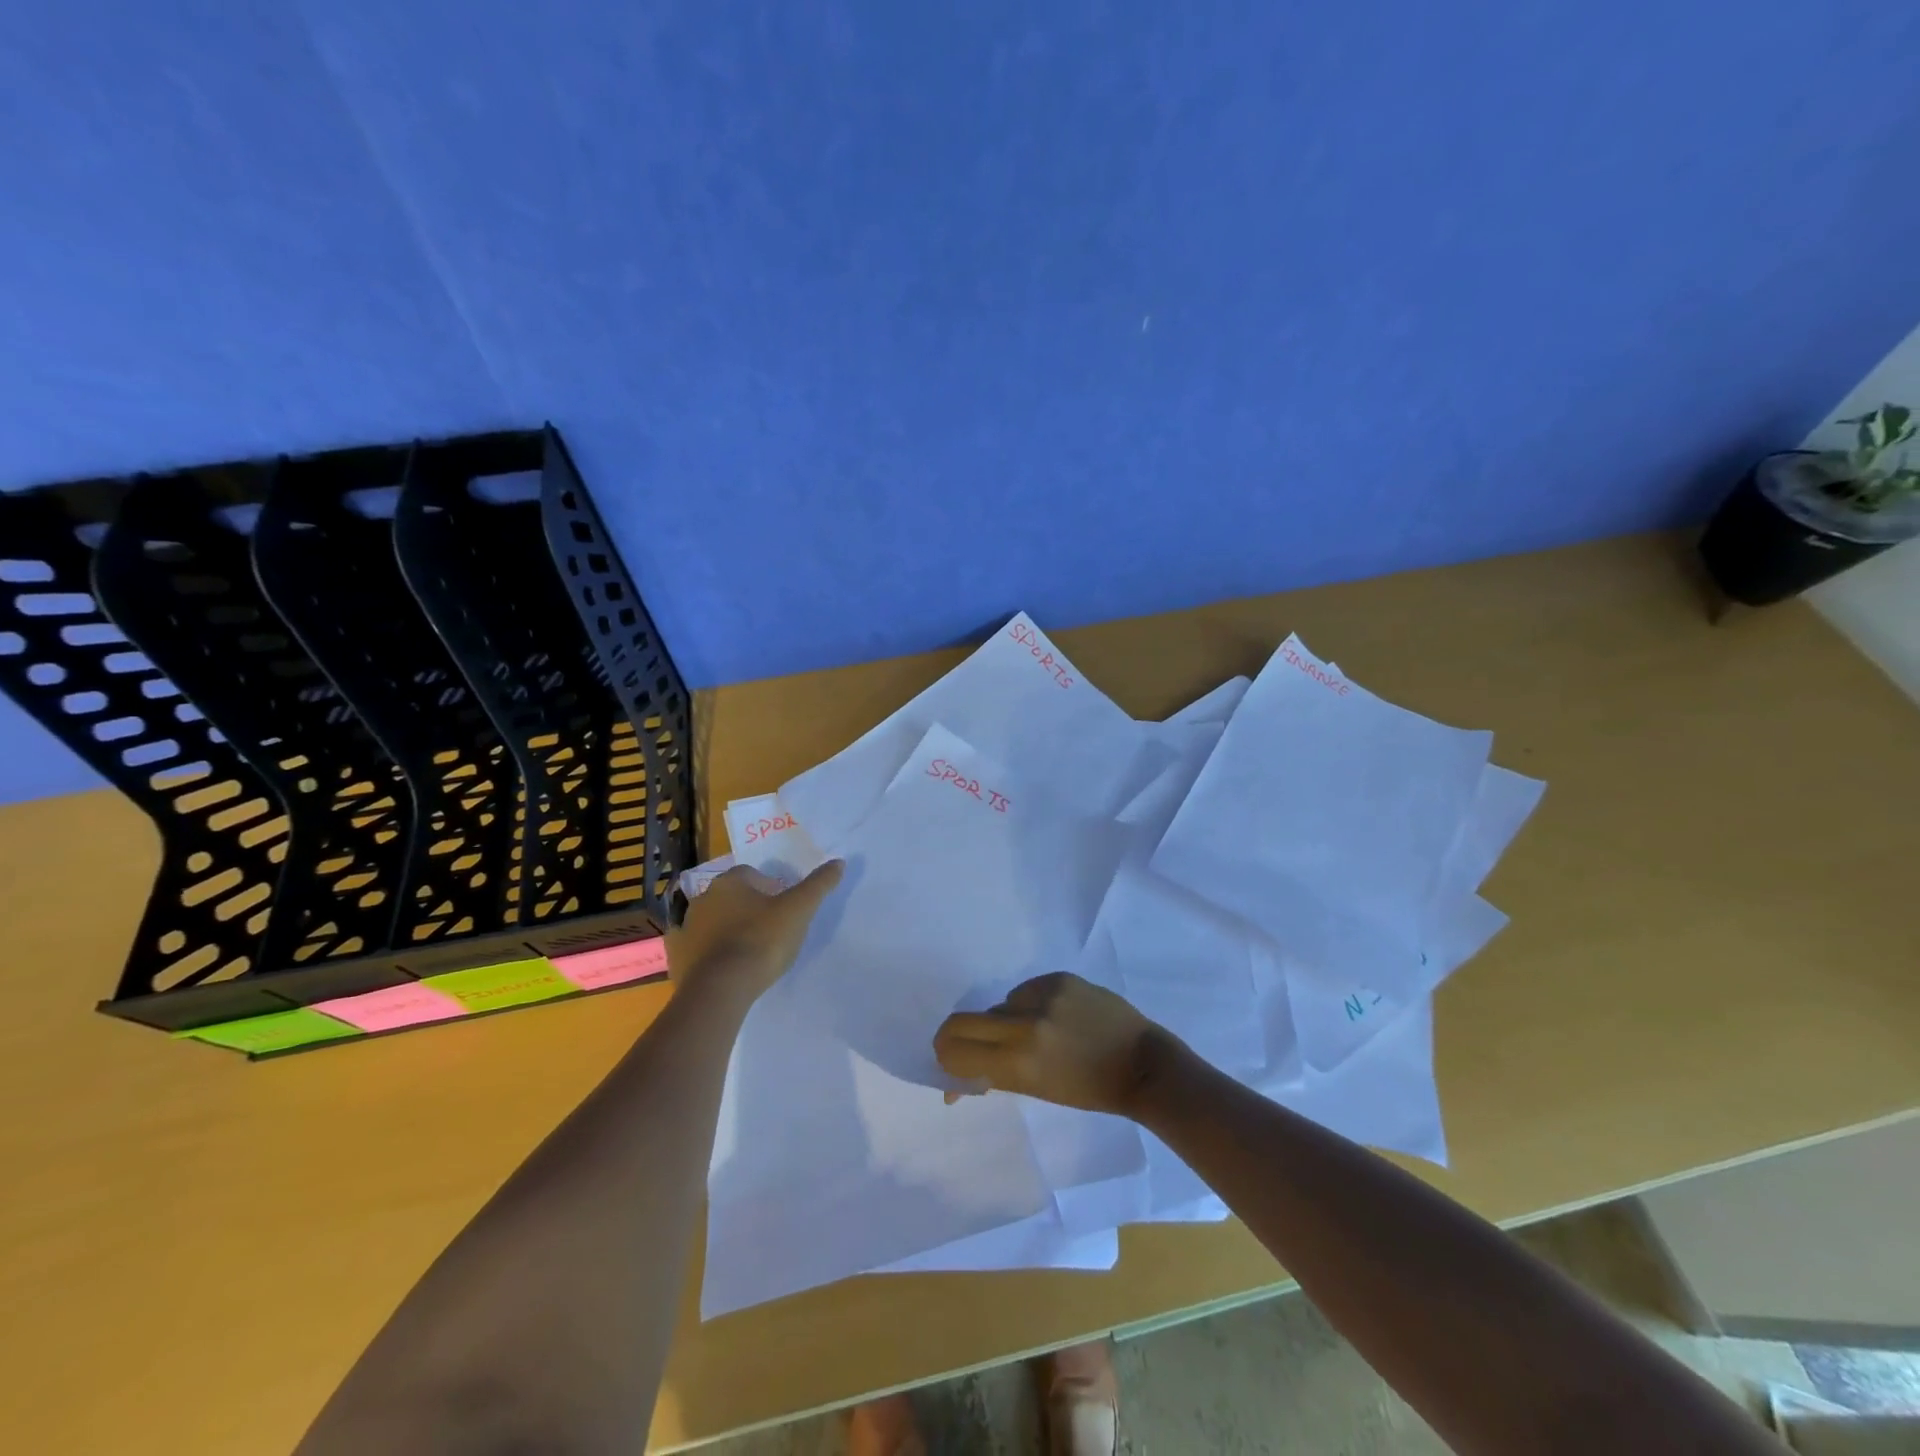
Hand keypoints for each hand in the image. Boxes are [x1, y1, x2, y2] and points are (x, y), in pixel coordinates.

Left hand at [666, 861, 843, 1008]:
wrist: (721, 989)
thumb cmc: (762, 941)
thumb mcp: (799, 910)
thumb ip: (818, 885)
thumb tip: (839, 862)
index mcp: (730, 881)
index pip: (752, 874)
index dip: (770, 888)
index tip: (783, 909)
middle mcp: (703, 898)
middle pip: (731, 896)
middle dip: (747, 907)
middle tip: (769, 930)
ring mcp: (686, 927)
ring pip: (712, 921)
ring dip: (726, 929)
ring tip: (748, 952)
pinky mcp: (677, 956)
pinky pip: (694, 947)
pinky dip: (705, 952)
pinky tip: (721, 967)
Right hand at [932, 972, 1176, 1115]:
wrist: (1142, 1064)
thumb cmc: (1089, 1090)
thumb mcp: (1037, 1090)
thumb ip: (994, 1076)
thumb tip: (953, 1083)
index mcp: (1018, 1062)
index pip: (955, 1048)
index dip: (945, 1055)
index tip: (949, 1060)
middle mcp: (1025, 1024)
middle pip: (964, 1020)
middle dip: (958, 1035)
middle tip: (966, 1045)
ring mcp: (1044, 995)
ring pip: (1001, 1004)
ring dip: (1006, 1020)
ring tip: (1038, 1033)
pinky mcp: (1060, 977)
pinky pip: (1027, 990)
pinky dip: (1031, 1004)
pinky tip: (1056, 1016)